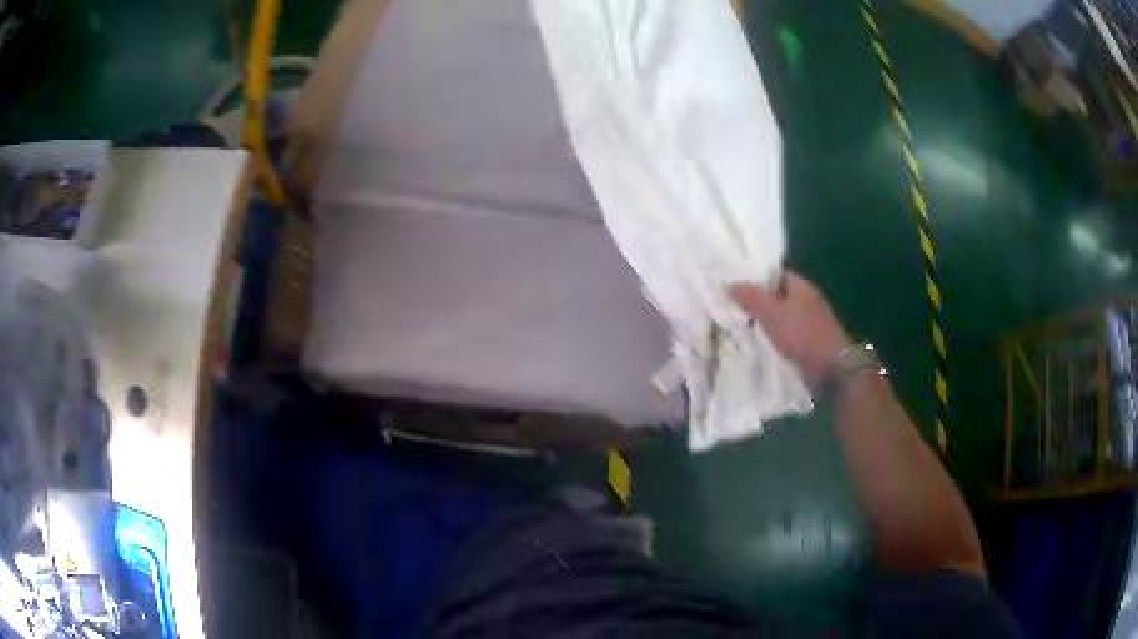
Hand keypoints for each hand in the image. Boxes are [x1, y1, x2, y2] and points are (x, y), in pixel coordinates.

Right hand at [729, 271, 850, 390]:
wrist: (829, 369)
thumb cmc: (801, 335)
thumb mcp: (770, 312)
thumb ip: (750, 297)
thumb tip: (730, 283)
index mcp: (802, 287)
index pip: (778, 275)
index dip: (758, 279)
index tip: (739, 288)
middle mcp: (809, 302)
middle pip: (780, 297)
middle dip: (761, 303)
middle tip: (737, 310)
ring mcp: (813, 324)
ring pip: (785, 318)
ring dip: (769, 324)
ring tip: (745, 330)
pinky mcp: (812, 344)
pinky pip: (790, 336)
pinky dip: (778, 340)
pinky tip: (764, 347)